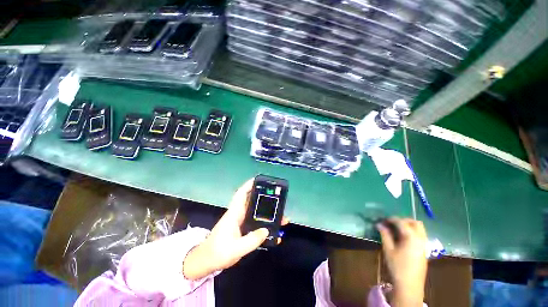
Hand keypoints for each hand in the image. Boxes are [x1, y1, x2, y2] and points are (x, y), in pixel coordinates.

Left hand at [183, 179, 287, 279]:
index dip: (249, 185)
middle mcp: (238, 214)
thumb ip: (251, 240)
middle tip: (277, 198)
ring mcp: (240, 221)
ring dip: (266, 211)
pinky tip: (272, 229)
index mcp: (234, 214)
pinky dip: (264, 222)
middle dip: (264, 197)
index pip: (241, 194)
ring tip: (280, 215)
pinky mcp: (242, 228)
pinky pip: (255, 221)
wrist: (206, 262)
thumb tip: (267, 231)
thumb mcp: (235, 249)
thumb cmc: (217, 253)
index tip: (258, 179)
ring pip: (255, 211)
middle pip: (252, 201)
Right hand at [377, 218, 427, 306]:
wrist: (409, 285)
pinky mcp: (424, 250)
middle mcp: (420, 239)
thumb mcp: (388, 249)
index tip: (383, 220)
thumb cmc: (397, 266)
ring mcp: (424, 245)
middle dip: (403, 220)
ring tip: (397, 229)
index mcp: (411, 237)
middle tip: (392, 223)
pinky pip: (420, 235)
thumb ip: (385, 235)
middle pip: (415, 222)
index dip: (391, 219)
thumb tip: (379, 224)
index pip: (402, 222)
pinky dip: (412, 231)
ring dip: (409, 225)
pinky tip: (403, 237)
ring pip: (420, 228)